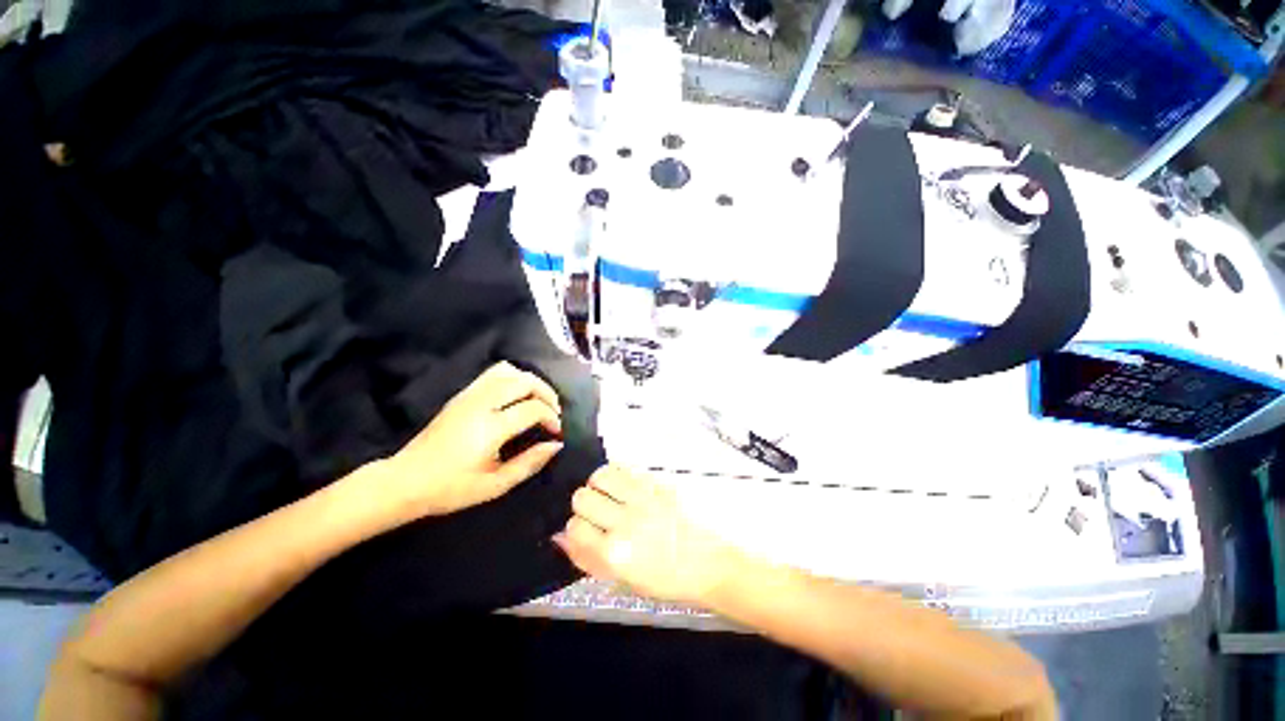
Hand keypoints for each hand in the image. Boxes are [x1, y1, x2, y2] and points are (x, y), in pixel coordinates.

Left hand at [383, 362, 563, 517]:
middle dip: (546, 393)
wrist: (405, 481)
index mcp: (489, 428)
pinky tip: (517, 396)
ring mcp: (469, 395)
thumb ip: (529, 463)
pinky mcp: (462, 394)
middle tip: (553, 412)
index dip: (551, 418)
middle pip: (524, 381)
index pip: (532, 408)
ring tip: (538, 400)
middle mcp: (481, 404)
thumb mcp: (495, 485)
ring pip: (510, 371)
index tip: (556, 432)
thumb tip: (556, 445)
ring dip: (531, 382)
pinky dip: (513, 377)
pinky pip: (494, 373)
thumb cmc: (451, 489)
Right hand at [555, 465, 742, 604]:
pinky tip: (626, 486)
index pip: (574, 527)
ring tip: (609, 493)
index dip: (576, 528)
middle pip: (582, 496)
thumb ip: (586, 559)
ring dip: (599, 484)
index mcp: (616, 553)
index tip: (586, 530)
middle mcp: (626, 522)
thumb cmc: (663, 580)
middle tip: (598, 511)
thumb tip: (559, 536)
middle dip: (584, 504)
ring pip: (601, 474)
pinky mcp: (657, 485)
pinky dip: (619, 475)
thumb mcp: (621, 581)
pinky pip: (626, 468)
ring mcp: (643, 499)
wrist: (705, 564)